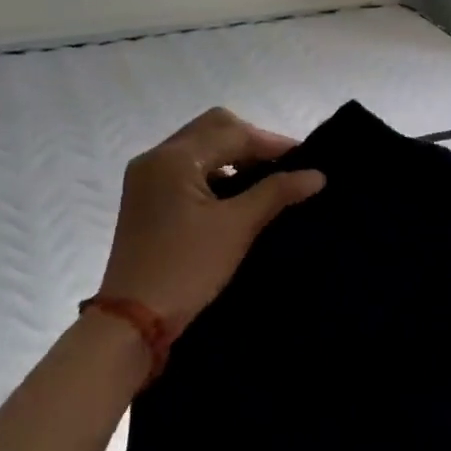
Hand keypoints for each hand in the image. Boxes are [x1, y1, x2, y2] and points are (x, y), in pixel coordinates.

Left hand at [97, 108, 325, 334]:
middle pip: (213, 129)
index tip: (309, 159)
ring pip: (200, 147)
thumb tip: (317, 174)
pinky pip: (188, 168)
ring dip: (234, 156)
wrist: (133, 321)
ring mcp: (147, 178)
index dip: (274, 144)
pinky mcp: (146, 198)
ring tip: (267, 180)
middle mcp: (155, 158)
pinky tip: (237, 194)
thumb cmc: (187, 268)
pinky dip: (216, 172)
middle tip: (285, 166)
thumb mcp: (237, 227)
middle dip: (252, 142)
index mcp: (173, 158)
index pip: (233, 133)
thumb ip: (277, 192)